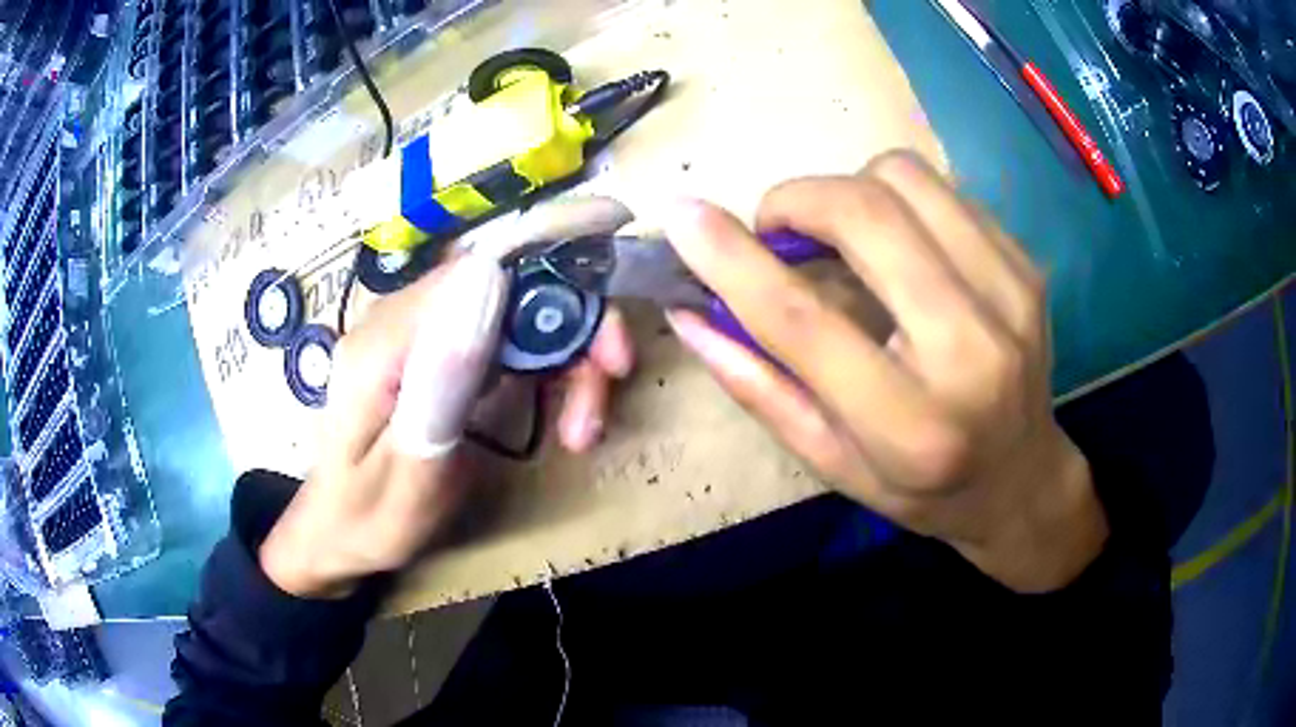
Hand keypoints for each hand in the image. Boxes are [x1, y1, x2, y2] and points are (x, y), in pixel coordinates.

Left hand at [259, 198, 635, 598]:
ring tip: (583, 429)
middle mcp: (401, 320)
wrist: (338, 532)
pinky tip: (562, 416)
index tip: (606, 353)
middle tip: (612, 386)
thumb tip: (489, 278)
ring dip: (567, 357)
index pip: (477, 273)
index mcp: (383, 343)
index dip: (554, 289)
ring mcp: (420, 333)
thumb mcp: (409, 474)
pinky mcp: (439, 351)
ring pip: (517, 308)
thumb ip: (441, 383)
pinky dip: (549, 368)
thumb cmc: (369, 520)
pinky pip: (508, 336)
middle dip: (574, 329)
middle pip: (507, 284)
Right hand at [663, 151, 1107, 592]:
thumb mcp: (830, 462)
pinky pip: (942, 189)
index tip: (684, 216)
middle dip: (798, 200)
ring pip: (906, 178)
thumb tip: (688, 313)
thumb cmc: (922, 488)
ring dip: (851, 191)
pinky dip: (899, 201)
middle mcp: (972, 350)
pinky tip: (900, 247)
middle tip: (779, 232)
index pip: (804, 321)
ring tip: (844, 237)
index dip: (733, 259)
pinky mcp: (1026, 264)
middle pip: (866, 214)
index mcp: (911, 425)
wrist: (1023, 479)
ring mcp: (1010, 295)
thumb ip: (758, 385)